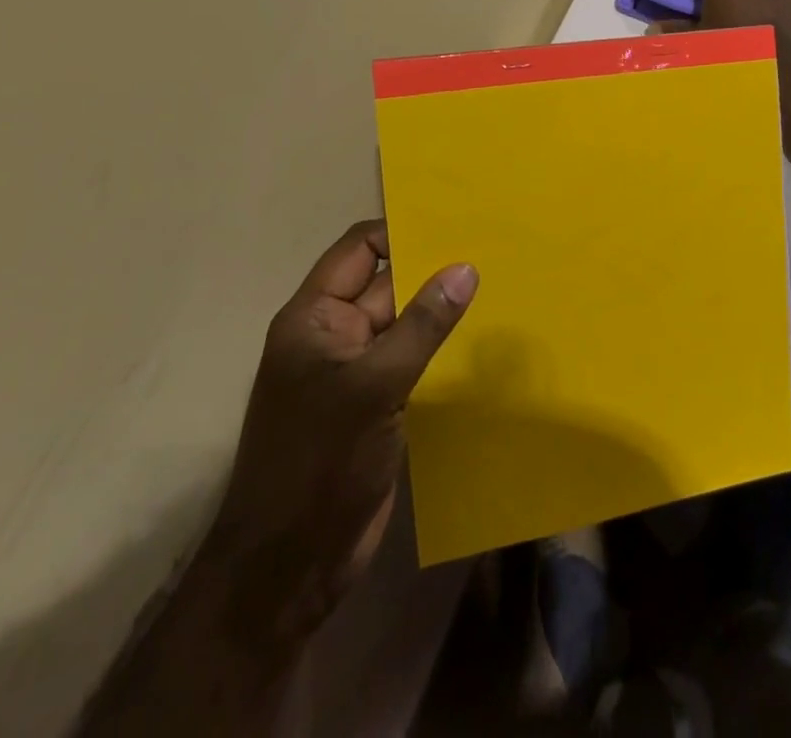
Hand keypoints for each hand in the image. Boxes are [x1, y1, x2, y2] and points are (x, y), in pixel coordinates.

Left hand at [199, 220, 476, 640]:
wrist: (289, 568)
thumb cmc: (318, 463)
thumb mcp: (373, 386)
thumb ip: (422, 324)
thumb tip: (465, 268)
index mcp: (315, 317)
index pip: (360, 250)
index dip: (402, 232)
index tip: (457, 223)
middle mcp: (335, 336)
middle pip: (388, 283)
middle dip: (434, 267)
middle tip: (494, 248)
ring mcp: (357, 372)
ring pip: (406, 322)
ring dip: (443, 309)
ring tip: (501, 286)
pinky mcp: (379, 404)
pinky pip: (415, 359)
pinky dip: (444, 347)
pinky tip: (486, 340)